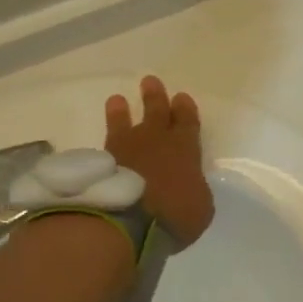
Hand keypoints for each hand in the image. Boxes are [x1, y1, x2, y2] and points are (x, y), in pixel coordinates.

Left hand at [105, 77, 214, 247]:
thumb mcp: (200, 206)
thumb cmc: (175, 214)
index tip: (181, 97)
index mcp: (185, 148)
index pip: (187, 122)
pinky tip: (102, 137)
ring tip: (116, 100)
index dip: (185, 109)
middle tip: (149, 81)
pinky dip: (106, 137)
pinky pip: (105, 143)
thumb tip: (188, 184)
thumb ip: (195, 189)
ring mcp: (126, 149)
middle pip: (156, 112)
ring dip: (121, 111)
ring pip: (124, 122)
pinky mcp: (102, 162)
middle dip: (155, 96)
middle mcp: (155, 141)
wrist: (128, 220)